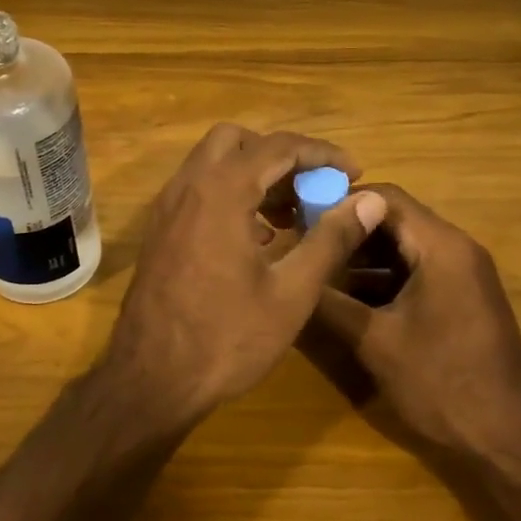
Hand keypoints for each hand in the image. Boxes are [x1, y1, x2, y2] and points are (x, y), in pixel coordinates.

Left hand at [99, 124, 387, 427]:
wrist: (151, 379)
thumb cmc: (226, 338)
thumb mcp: (291, 292)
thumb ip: (331, 239)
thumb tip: (369, 200)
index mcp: (220, 192)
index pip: (278, 146)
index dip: (322, 153)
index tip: (354, 173)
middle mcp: (187, 187)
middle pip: (236, 141)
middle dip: (279, 156)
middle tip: (312, 189)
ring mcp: (167, 209)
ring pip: (212, 165)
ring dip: (253, 175)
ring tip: (292, 217)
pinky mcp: (159, 232)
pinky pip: (197, 192)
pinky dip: (230, 195)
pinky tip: (257, 239)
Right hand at [313, 184, 520, 461]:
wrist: (509, 441)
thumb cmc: (442, 383)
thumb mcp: (374, 342)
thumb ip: (328, 303)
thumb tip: (287, 276)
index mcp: (441, 247)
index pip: (383, 197)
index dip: (338, 202)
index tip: (297, 217)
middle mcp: (455, 249)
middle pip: (392, 219)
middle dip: (345, 230)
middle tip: (300, 244)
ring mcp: (461, 275)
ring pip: (401, 248)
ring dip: (360, 257)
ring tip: (314, 270)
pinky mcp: (459, 300)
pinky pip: (413, 273)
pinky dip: (379, 279)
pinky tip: (344, 299)